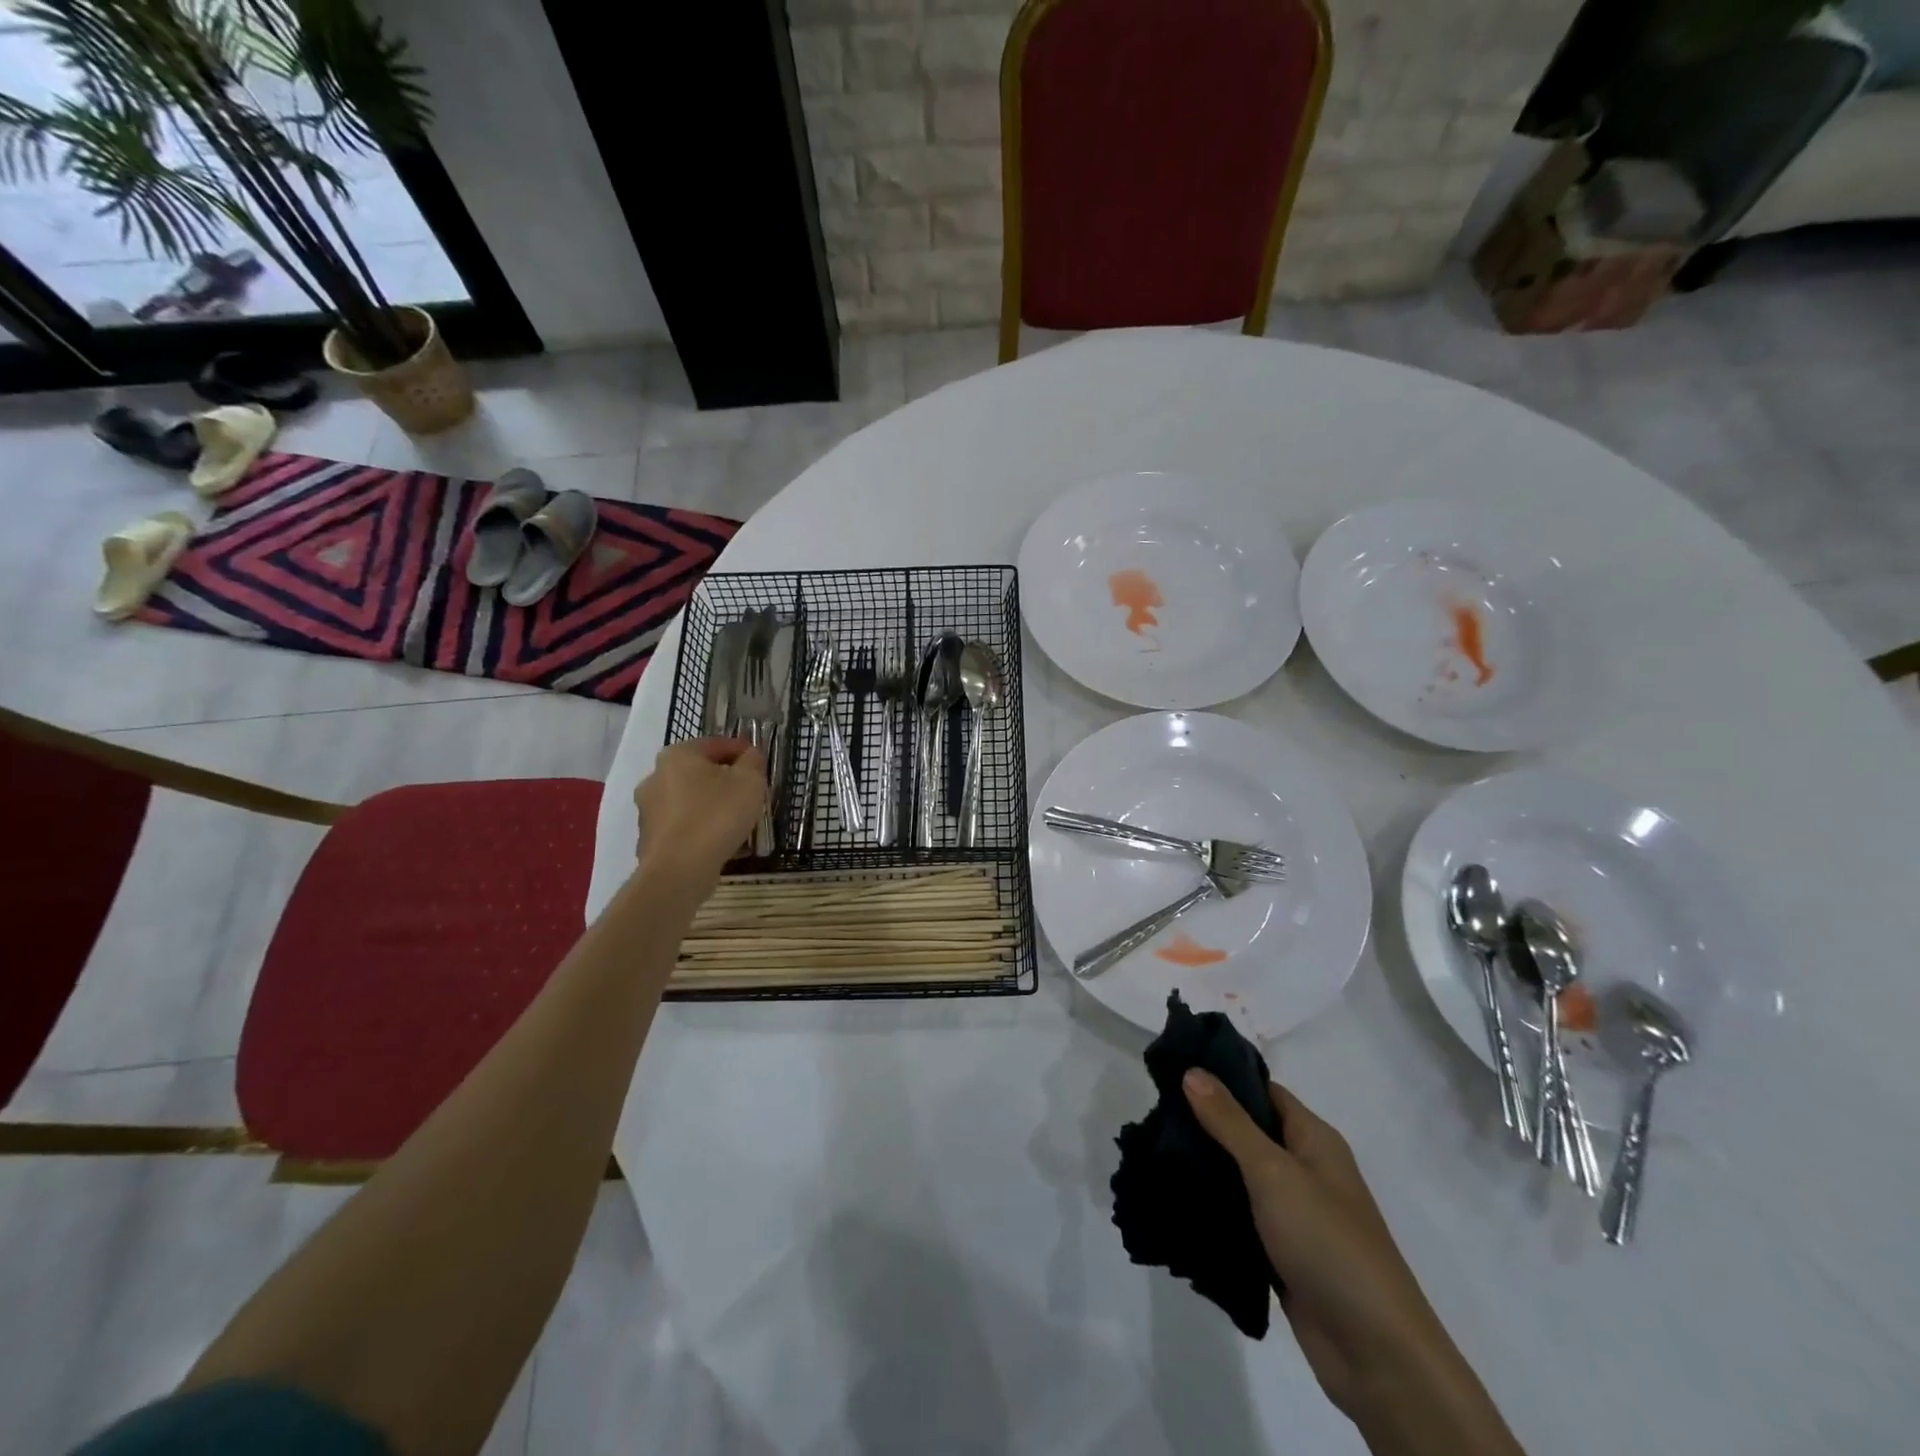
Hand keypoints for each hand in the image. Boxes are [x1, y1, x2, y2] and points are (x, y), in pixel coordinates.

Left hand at [633, 737, 767, 882]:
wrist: (679, 870)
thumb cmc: (717, 816)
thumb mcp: (749, 782)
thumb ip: (753, 762)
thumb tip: (750, 755)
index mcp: (677, 755)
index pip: (715, 744)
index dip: (741, 750)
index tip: (759, 762)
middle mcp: (655, 776)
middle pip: (699, 771)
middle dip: (724, 778)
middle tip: (749, 792)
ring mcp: (648, 809)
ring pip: (688, 799)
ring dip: (710, 803)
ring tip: (735, 819)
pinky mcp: (648, 838)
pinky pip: (681, 824)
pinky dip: (698, 826)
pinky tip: (716, 839)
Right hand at [1181, 1071, 1456, 1420]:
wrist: (1375, 1354)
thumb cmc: (1328, 1243)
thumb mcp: (1274, 1172)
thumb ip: (1230, 1122)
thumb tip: (1192, 1070)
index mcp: (1314, 1140)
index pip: (1263, 1091)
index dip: (1223, 1078)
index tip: (1174, 1068)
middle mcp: (1306, 1169)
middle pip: (1248, 1131)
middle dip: (1205, 1122)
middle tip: (1154, 1113)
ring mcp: (1294, 1214)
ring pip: (1240, 1176)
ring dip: (1205, 1167)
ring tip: (1154, 1152)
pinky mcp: (1281, 1253)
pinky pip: (1240, 1217)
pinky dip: (1214, 1209)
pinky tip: (1174, 1201)